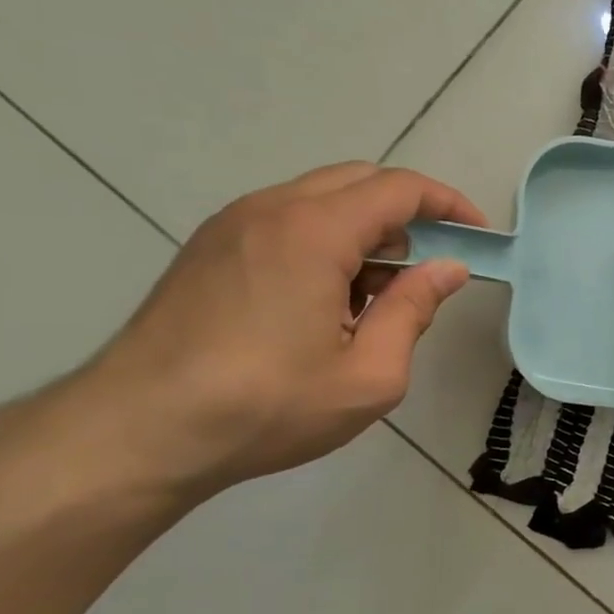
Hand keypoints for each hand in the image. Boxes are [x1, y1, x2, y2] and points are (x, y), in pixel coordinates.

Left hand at [72, 162, 483, 495]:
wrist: (136, 432)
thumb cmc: (265, 406)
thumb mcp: (368, 375)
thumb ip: (414, 310)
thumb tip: (448, 268)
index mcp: (314, 232)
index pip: (399, 188)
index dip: (448, 204)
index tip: (477, 235)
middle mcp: (270, 209)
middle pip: (359, 182)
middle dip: (407, 216)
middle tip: (425, 271)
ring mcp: (232, 225)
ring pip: (319, 200)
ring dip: (363, 231)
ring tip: (372, 299)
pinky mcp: (208, 248)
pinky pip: (284, 220)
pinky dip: (323, 242)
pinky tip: (321, 303)